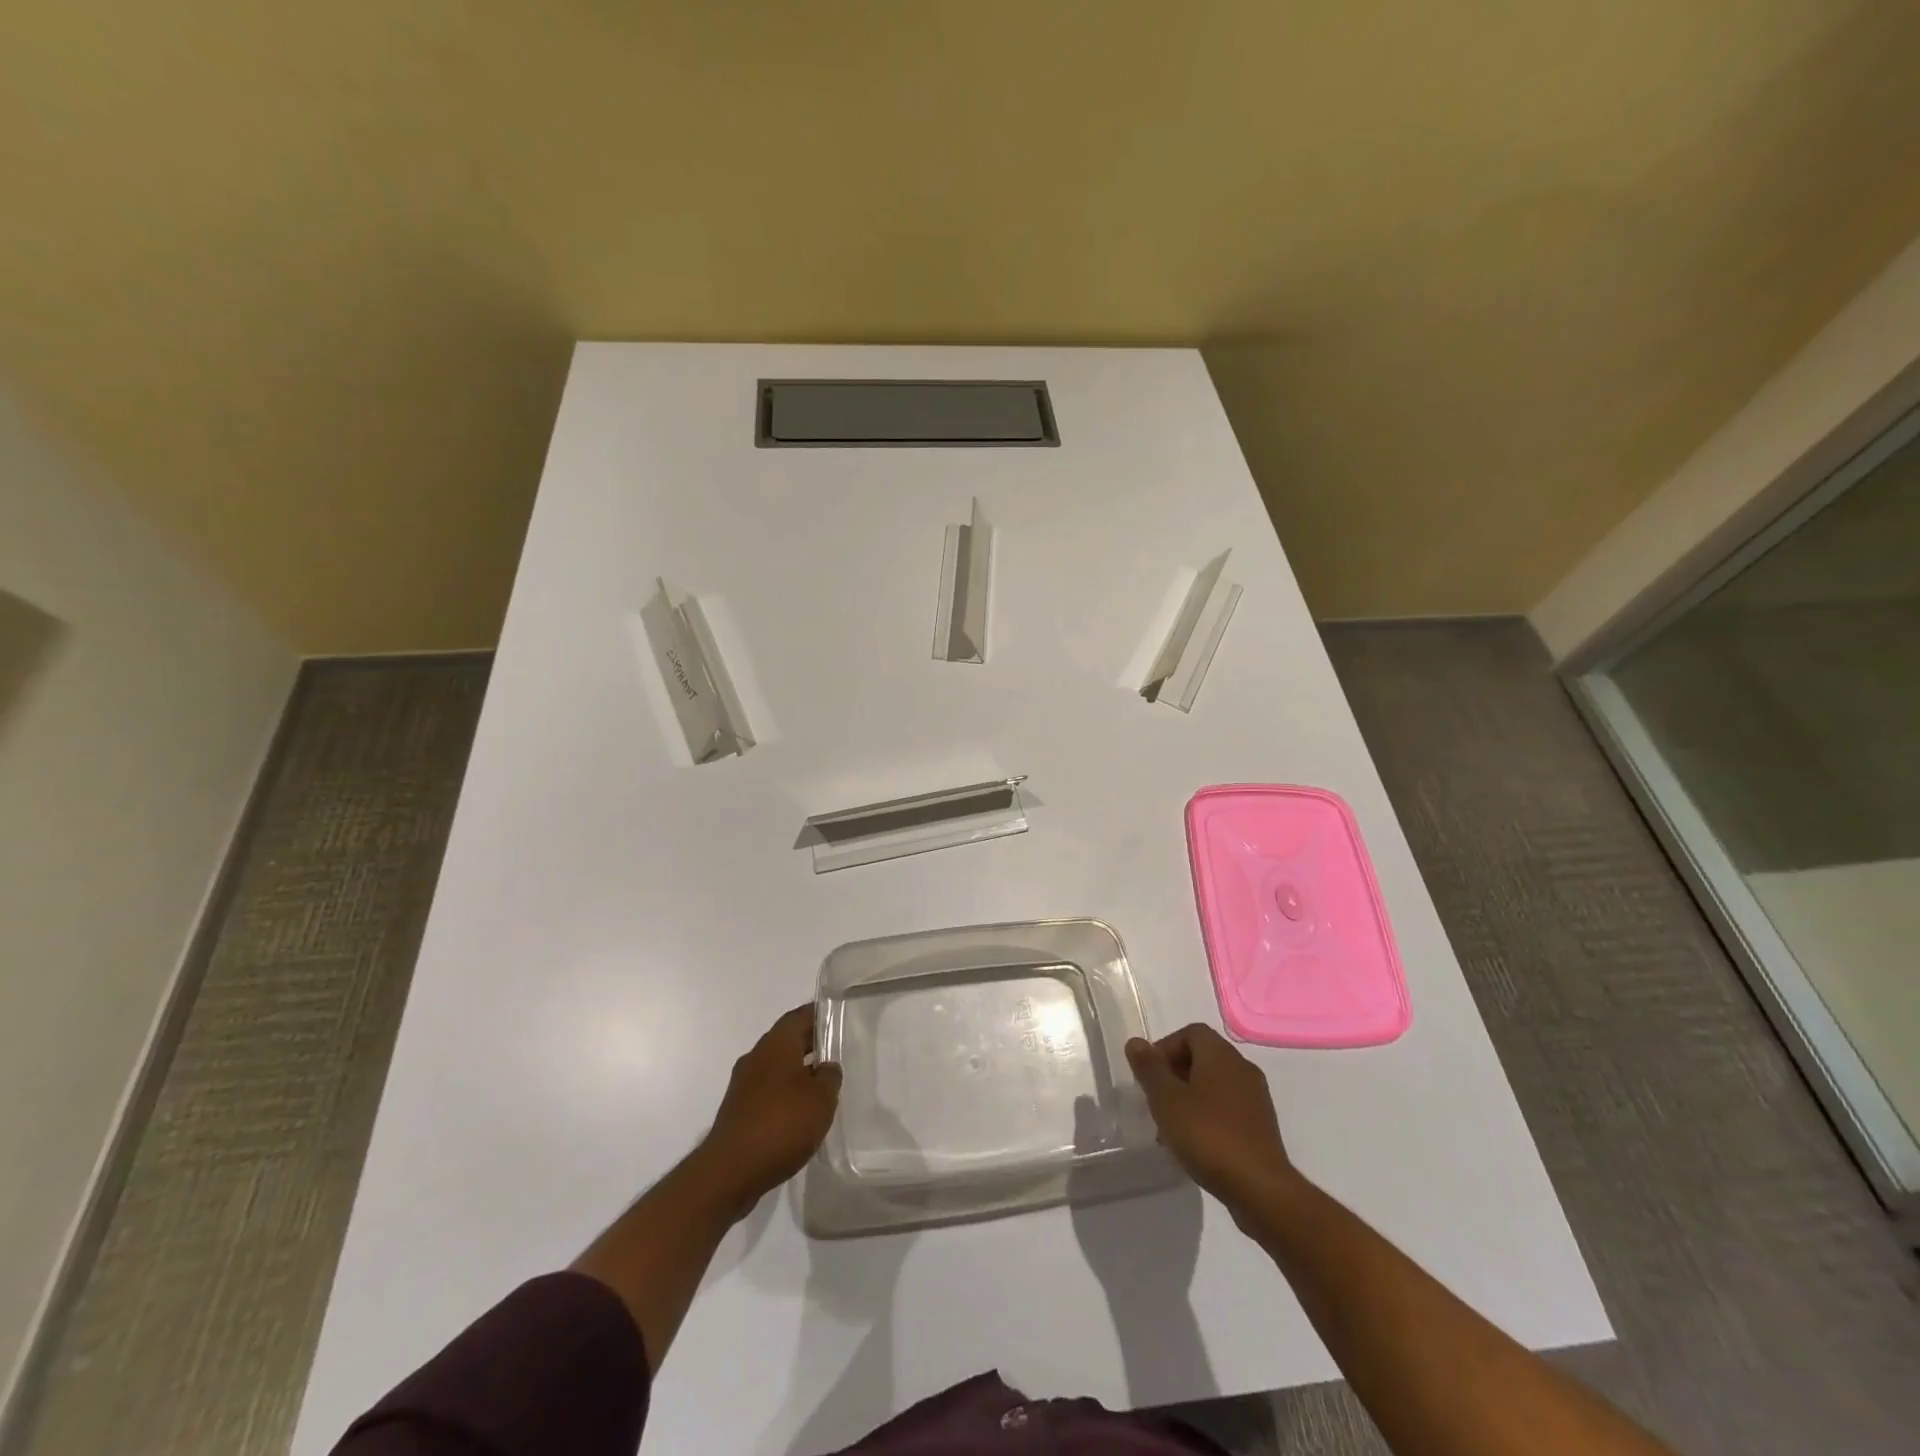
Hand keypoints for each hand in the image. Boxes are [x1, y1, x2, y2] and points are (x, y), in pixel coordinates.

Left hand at [699, 1005, 841, 1214]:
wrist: (730, 1171)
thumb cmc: (782, 1123)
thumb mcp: (821, 1098)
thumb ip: (830, 1076)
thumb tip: (826, 1068)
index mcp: (776, 1044)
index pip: (799, 1016)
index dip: (819, 1014)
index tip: (837, 1017)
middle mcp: (756, 1057)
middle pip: (787, 1040)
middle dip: (810, 1044)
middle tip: (836, 1051)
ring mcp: (743, 1085)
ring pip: (776, 1067)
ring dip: (797, 1072)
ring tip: (823, 1085)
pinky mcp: (738, 1111)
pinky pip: (767, 1092)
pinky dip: (785, 1095)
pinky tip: (801, 1114)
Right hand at [1126, 1024, 1296, 1215]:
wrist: (1261, 1189)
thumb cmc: (1208, 1136)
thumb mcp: (1167, 1100)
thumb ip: (1150, 1069)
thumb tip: (1136, 1042)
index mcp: (1221, 1055)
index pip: (1190, 1033)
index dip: (1165, 1048)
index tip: (1149, 1076)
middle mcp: (1242, 1068)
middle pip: (1202, 1057)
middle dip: (1174, 1075)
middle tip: (1155, 1101)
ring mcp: (1256, 1098)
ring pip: (1214, 1085)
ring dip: (1189, 1098)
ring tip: (1171, 1128)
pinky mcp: (1261, 1127)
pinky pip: (1227, 1109)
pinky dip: (1208, 1117)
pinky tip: (1195, 1144)